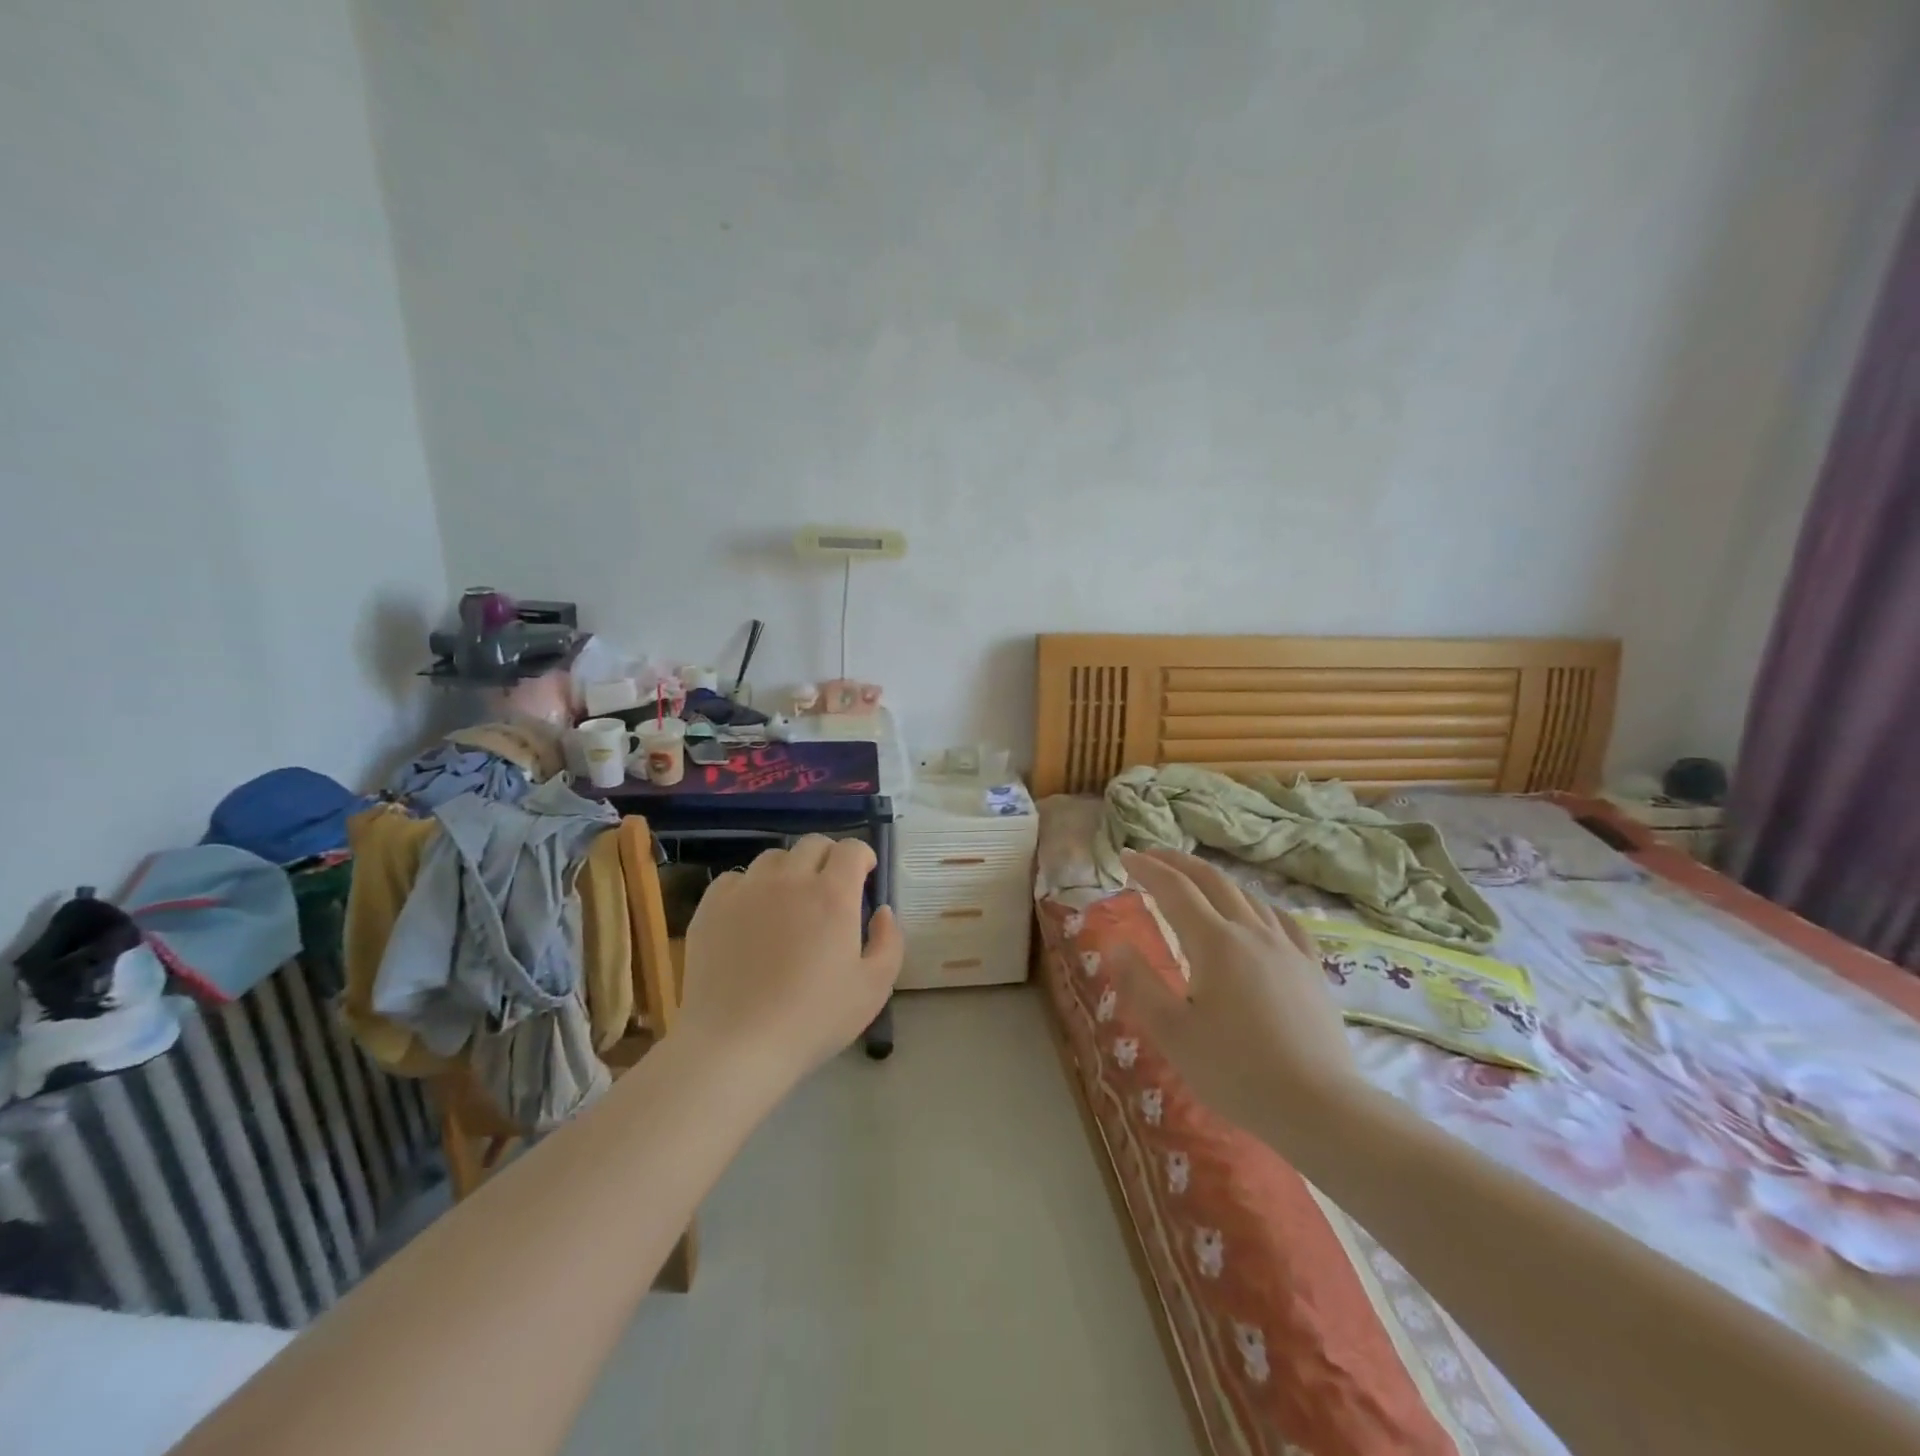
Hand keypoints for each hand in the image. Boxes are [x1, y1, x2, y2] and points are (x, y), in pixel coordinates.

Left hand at [677, 835, 903, 1087]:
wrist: (735, 1045)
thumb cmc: (812, 1020)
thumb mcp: (874, 989)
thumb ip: (889, 942)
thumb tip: (882, 911)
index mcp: (833, 894)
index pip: (851, 848)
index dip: (862, 856)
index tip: (864, 876)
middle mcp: (790, 879)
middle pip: (813, 844)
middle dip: (829, 858)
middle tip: (830, 888)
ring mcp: (747, 889)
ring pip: (774, 858)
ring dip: (790, 870)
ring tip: (789, 902)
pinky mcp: (712, 906)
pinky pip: (735, 879)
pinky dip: (750, 888)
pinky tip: (751, 916)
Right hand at [1115, 850, 1357, 1138]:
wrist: (1319, 1107)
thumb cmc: (1235, 1070)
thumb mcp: (1172, 1032)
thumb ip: (1138, 982)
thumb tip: (1114, 943)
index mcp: (1214, 942)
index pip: (1174, 889)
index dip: (1147, 868)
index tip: (1125, 855)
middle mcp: (1251, 932)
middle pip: (1211, 880)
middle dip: (1178, 862)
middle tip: (1152, 856)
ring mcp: (1286, 947)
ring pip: (1246, 895)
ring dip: (1214, 880)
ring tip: (1194, 882)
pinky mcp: (1311, 968)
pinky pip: (1282, 920)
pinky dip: (1257, 905)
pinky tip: (1256, 913)